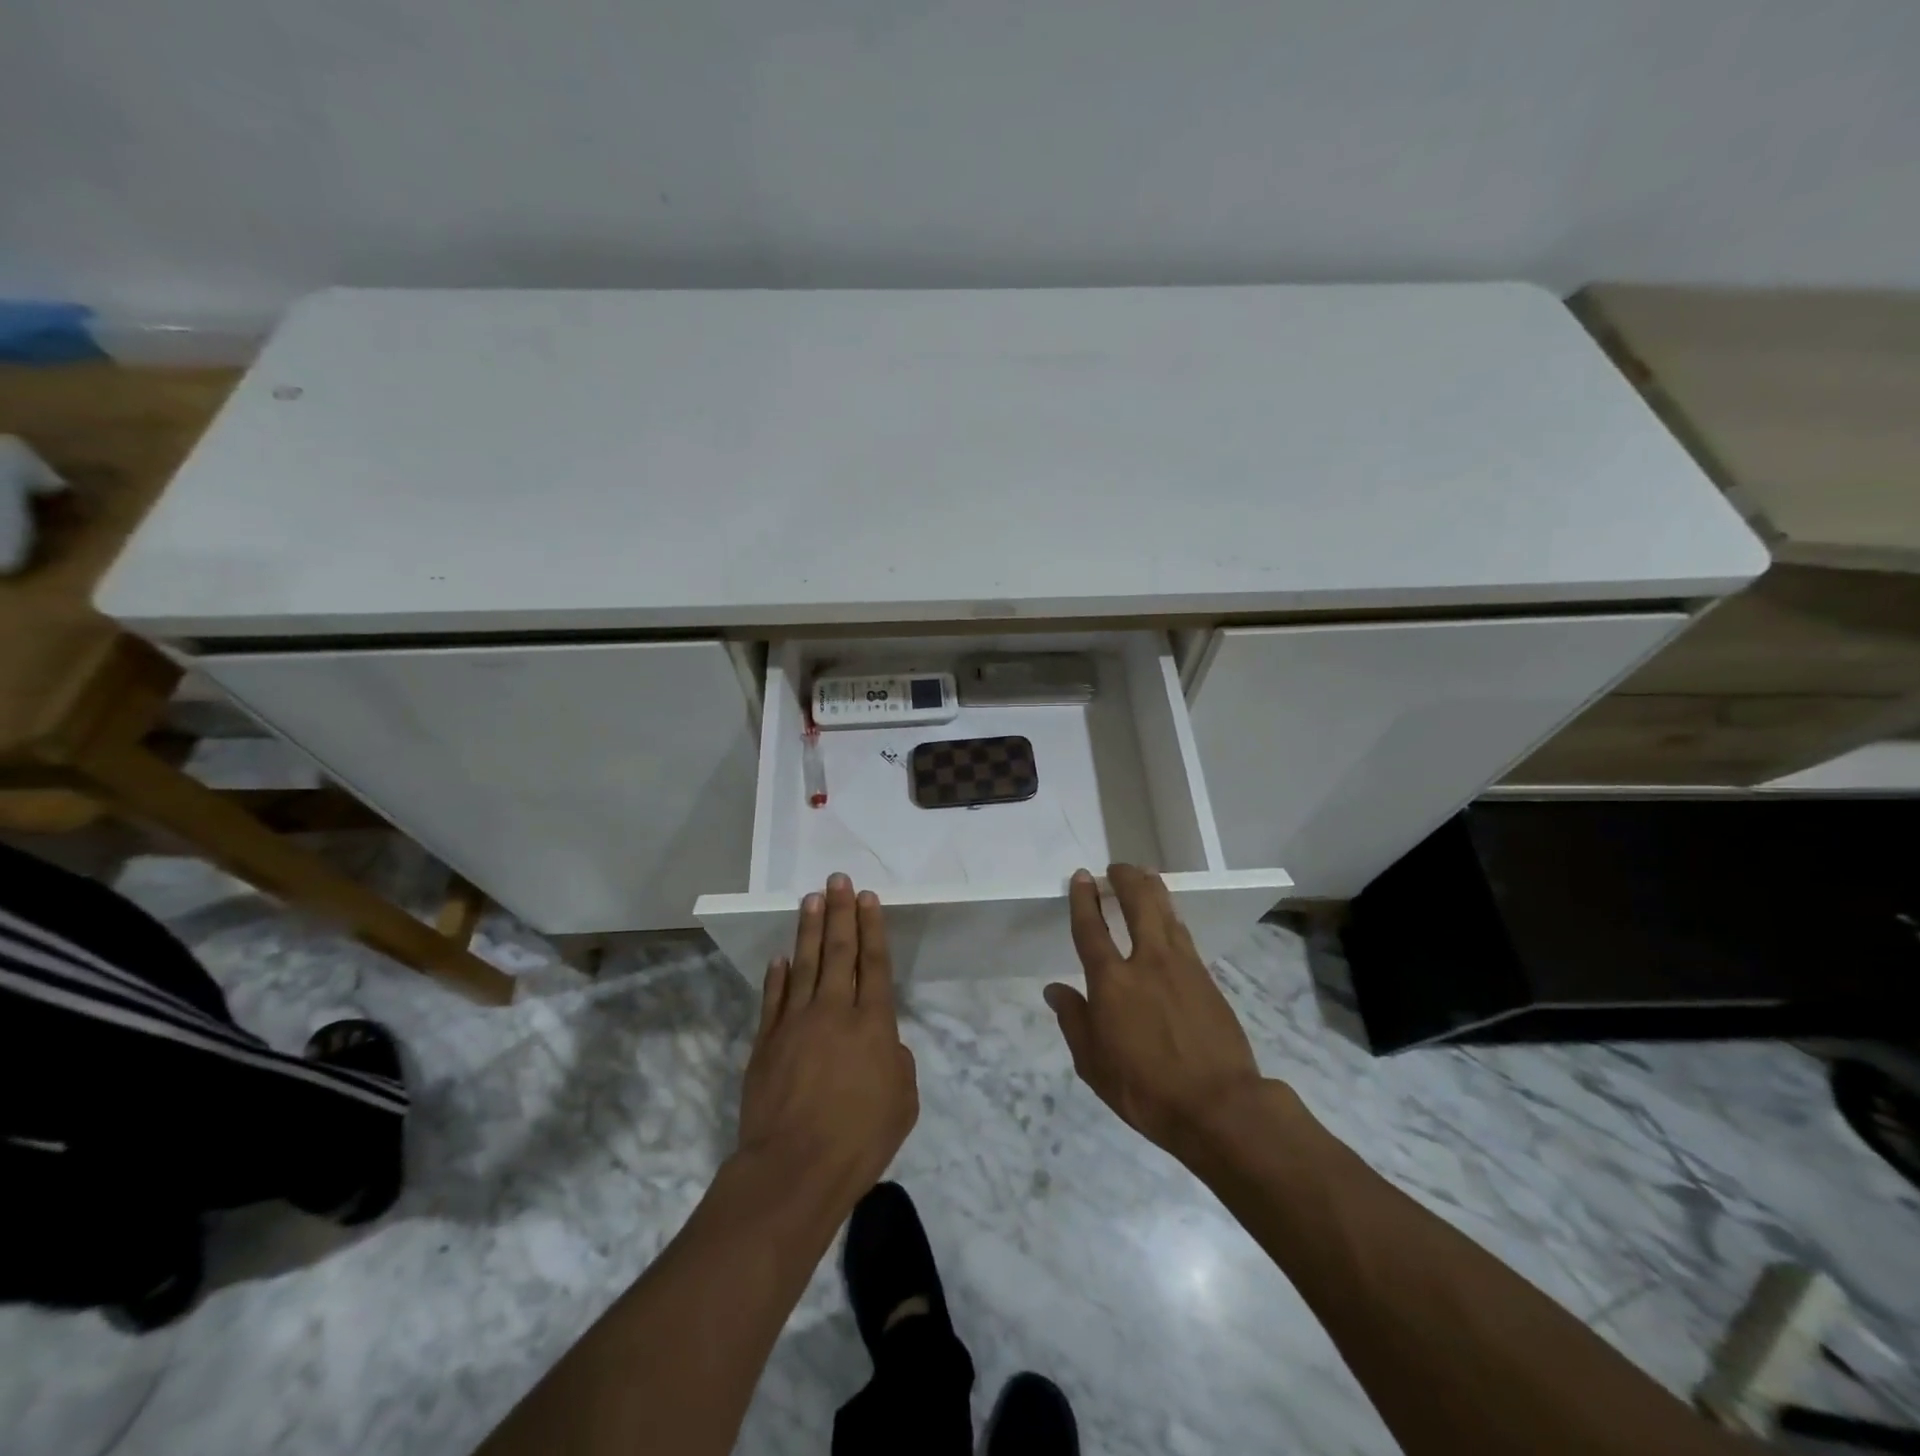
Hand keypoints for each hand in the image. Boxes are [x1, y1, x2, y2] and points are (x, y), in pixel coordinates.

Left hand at [737, 873, 918, 1200]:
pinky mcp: (766, 1042)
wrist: (794, 1167)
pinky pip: (774, 998)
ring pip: (805, 964)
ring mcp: (796, 1023)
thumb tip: (882, 1044)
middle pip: (839, 951)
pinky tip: (781, 957)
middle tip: (837, 880)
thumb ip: (897, 1062)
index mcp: (873, 1023)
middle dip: (840, 912)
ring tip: (811, 899)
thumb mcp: (903, 1101)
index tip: (866, 897)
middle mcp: (834, 1011)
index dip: (871, 927)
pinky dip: (778, 975)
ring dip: (809, 930)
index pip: (873, 962)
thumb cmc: (860, 1138)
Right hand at [1045, 864, 1264, 1157]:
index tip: (1083, 876)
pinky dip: (1172, 916)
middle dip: (1126, 879)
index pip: (1091, 929)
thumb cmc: (1145, 1090)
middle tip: (1117, 867)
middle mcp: (1147, 962)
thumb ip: (1074, 1021)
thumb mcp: (1093, 1065)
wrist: (1220, 1106)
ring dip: (1152, 889)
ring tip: (1144, 875)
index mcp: (1112, 982)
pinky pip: (1184, 934)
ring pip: (1166, 912)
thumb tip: (1054, 990)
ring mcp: (1182, 967)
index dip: (1084, 899)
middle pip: (1138, 904)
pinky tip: (1170, 917)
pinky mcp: (1207, 978)